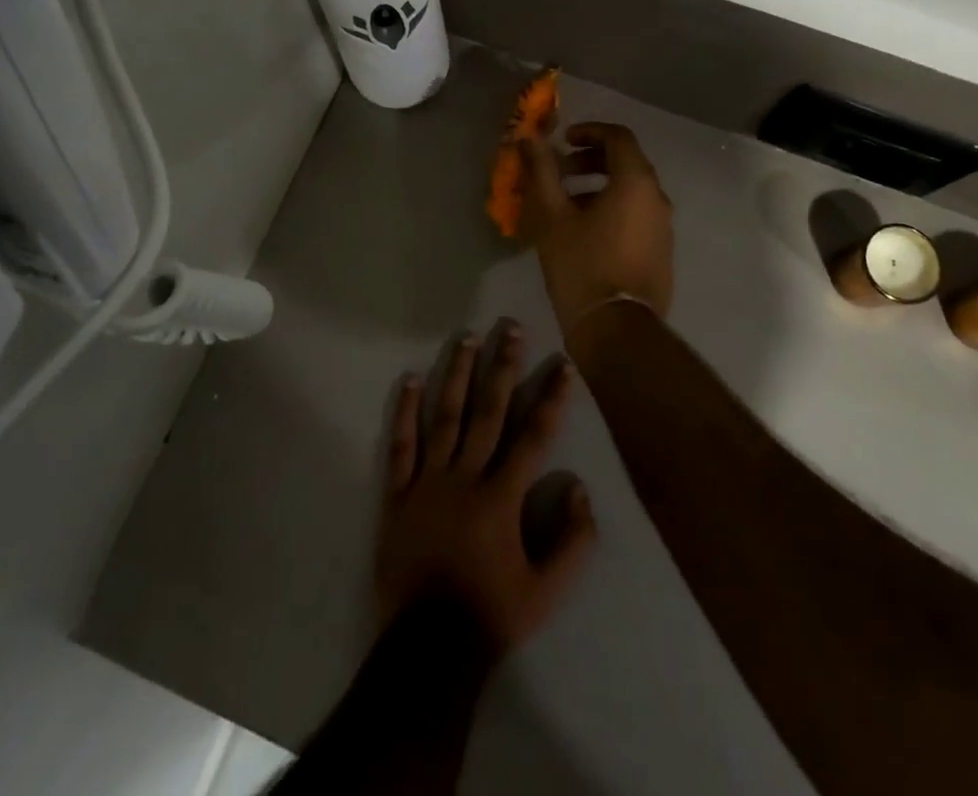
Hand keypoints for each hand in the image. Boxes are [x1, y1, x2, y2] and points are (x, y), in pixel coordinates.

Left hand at [374, 322, 596, 656]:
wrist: (427, 649)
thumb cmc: (490, 616)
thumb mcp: (547, 592)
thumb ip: (572, 542)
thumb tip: (581, 488)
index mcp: (502, 497)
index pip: (533, 436)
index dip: (550, 399)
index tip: (562, 365)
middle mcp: (465, 477)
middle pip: (488, 411)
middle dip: (503, 367)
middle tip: (511, 329)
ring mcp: (427, 482)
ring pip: (444, 416)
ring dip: (456, 374)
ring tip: (466, 337)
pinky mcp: (397, 494)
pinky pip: (400, 446)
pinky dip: (404, 412)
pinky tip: (409, 379)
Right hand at [522, 122, 674, 333]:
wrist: (617, 330)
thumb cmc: (582, 266)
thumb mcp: (552, 216)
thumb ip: (542, 172)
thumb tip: (530, 139)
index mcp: (636, 182)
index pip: (618, 137)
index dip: (589, 131)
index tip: (563, 141)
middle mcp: (657, 198)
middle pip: (626, 163)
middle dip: (590, 161)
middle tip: (559, 172)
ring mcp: (663, 228)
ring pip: (631, 192)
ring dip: (599, 187)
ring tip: (565, 205)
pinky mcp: (661, 252)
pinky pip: (636, 216)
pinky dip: (612, 209)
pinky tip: (584, 233)